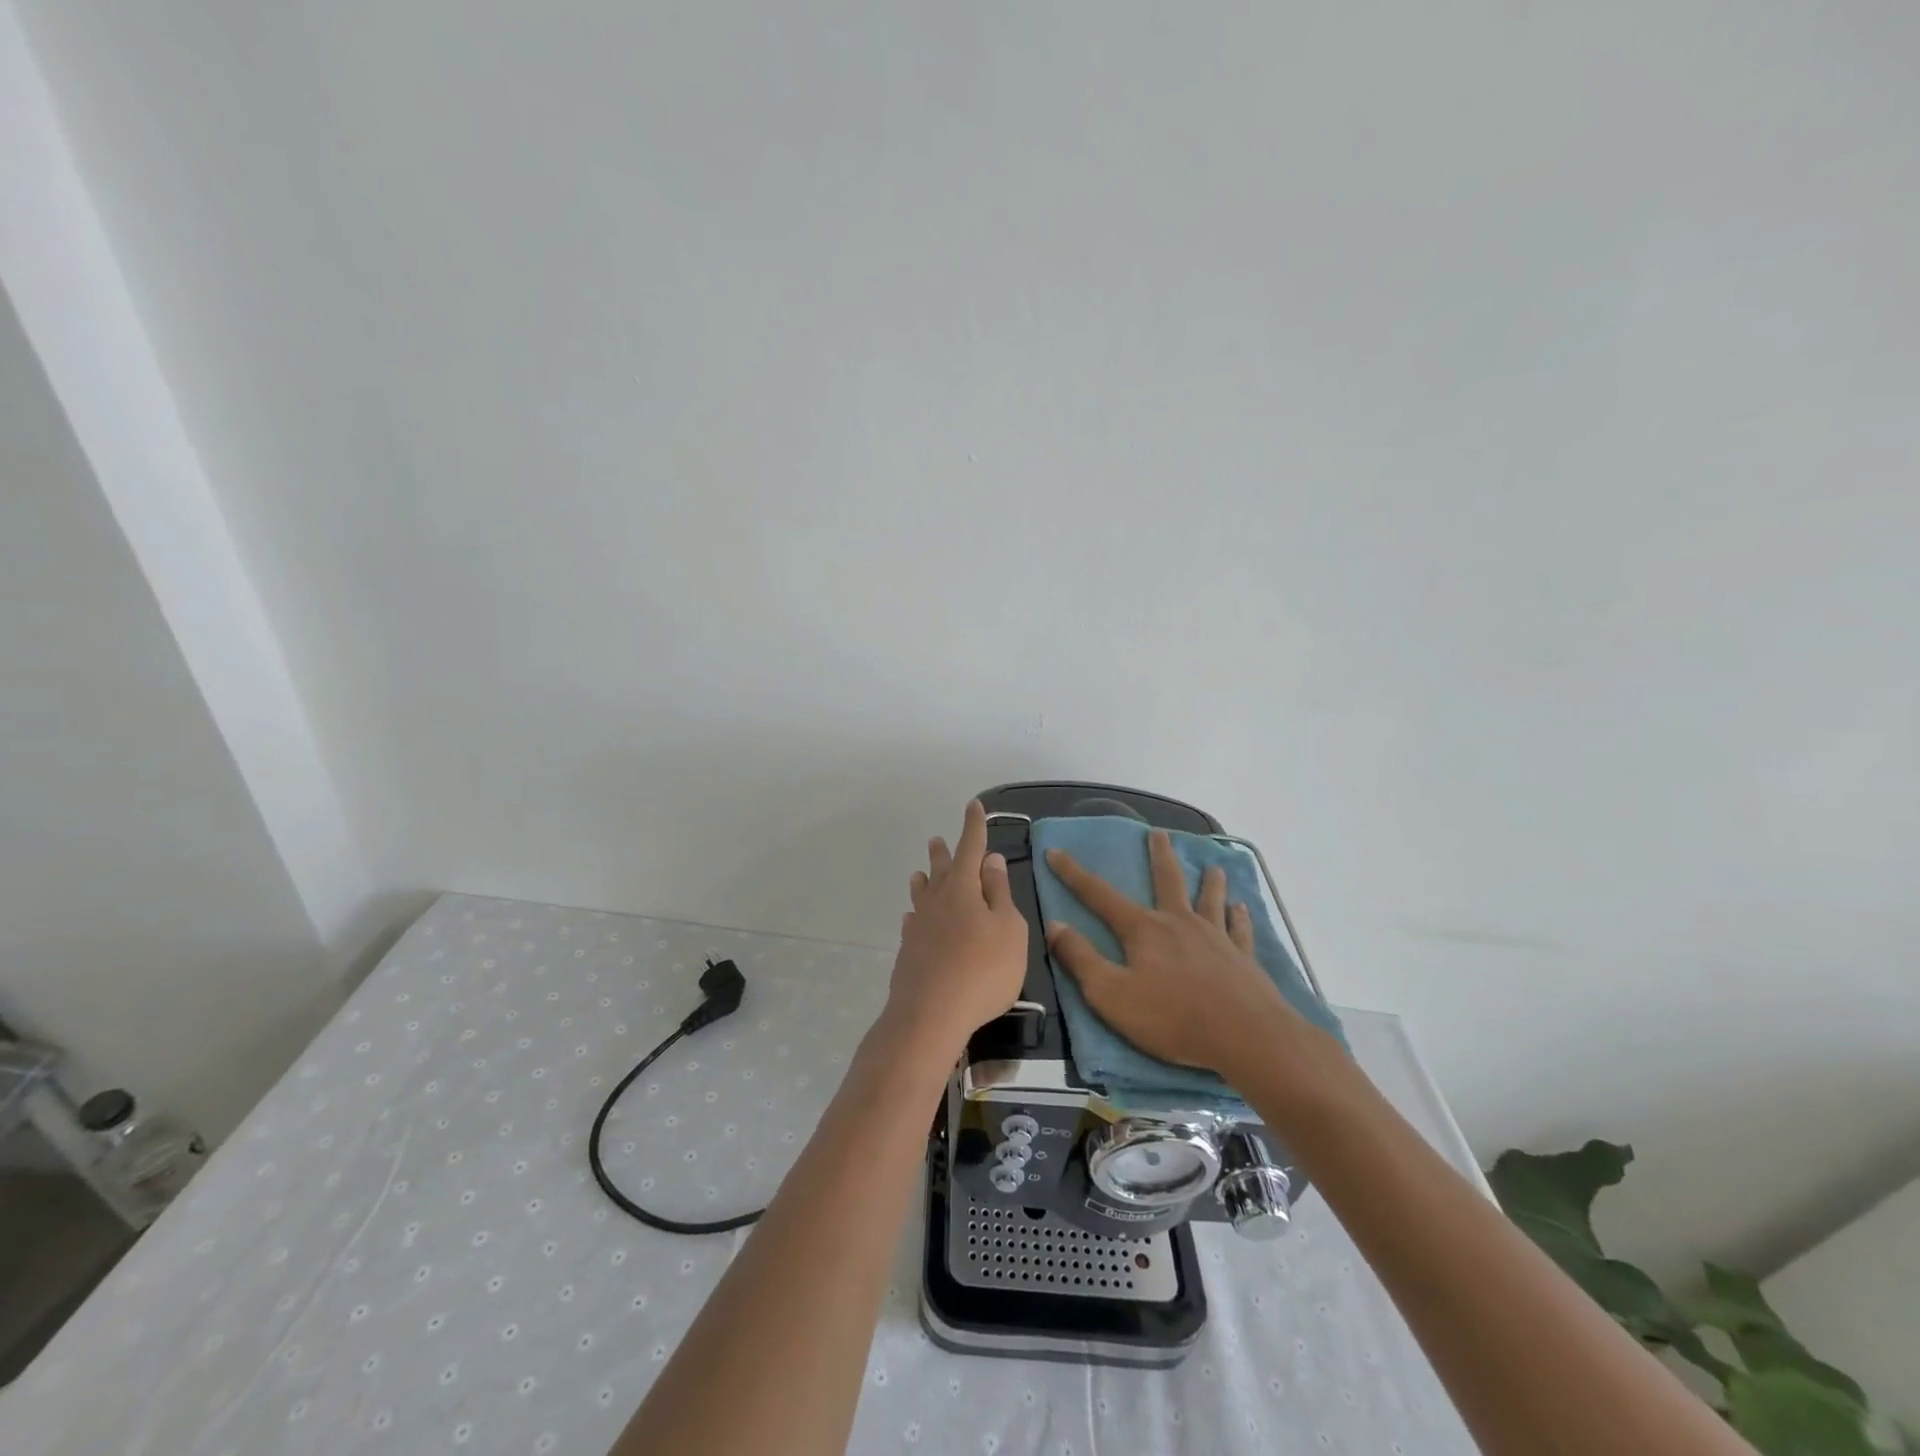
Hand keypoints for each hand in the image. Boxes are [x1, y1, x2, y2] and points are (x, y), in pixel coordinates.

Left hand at [885, 800, 1027, 1056]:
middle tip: (936, 839)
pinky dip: (917, 915)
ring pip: (922, 895)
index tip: (974, 805)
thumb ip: (999, 894)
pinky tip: (913, 919)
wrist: (930, 1015)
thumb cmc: (982, 970)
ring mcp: (919, 927)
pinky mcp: (909, 952)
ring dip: (924, 880)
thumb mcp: (1008, 929)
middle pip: (942, 870)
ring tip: (920, 872)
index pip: (970, 848)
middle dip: (944, 853)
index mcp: (963, 889)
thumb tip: (991, 860)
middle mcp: (937, 901)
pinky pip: (913, 923)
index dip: (973, 826)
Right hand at [1044, 829, 1308, 1085]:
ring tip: (1212, 866)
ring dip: (1209, 881)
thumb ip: (1080, 958)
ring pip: (1210, 899)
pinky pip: (1239, 930)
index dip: (1074, 874)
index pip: (1100, 895)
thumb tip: (1054, 925)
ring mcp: (1215, 938)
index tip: (1055, 852)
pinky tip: (1241, 909)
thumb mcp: (1110, 994)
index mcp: (1144, 930)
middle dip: (1159, 855)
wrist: (1245, 1037)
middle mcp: (1179, 923)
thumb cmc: (1172, 1017)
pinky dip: (1239, 917)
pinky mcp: (1242, 959)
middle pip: (1167, 880)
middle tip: (1158, 832)